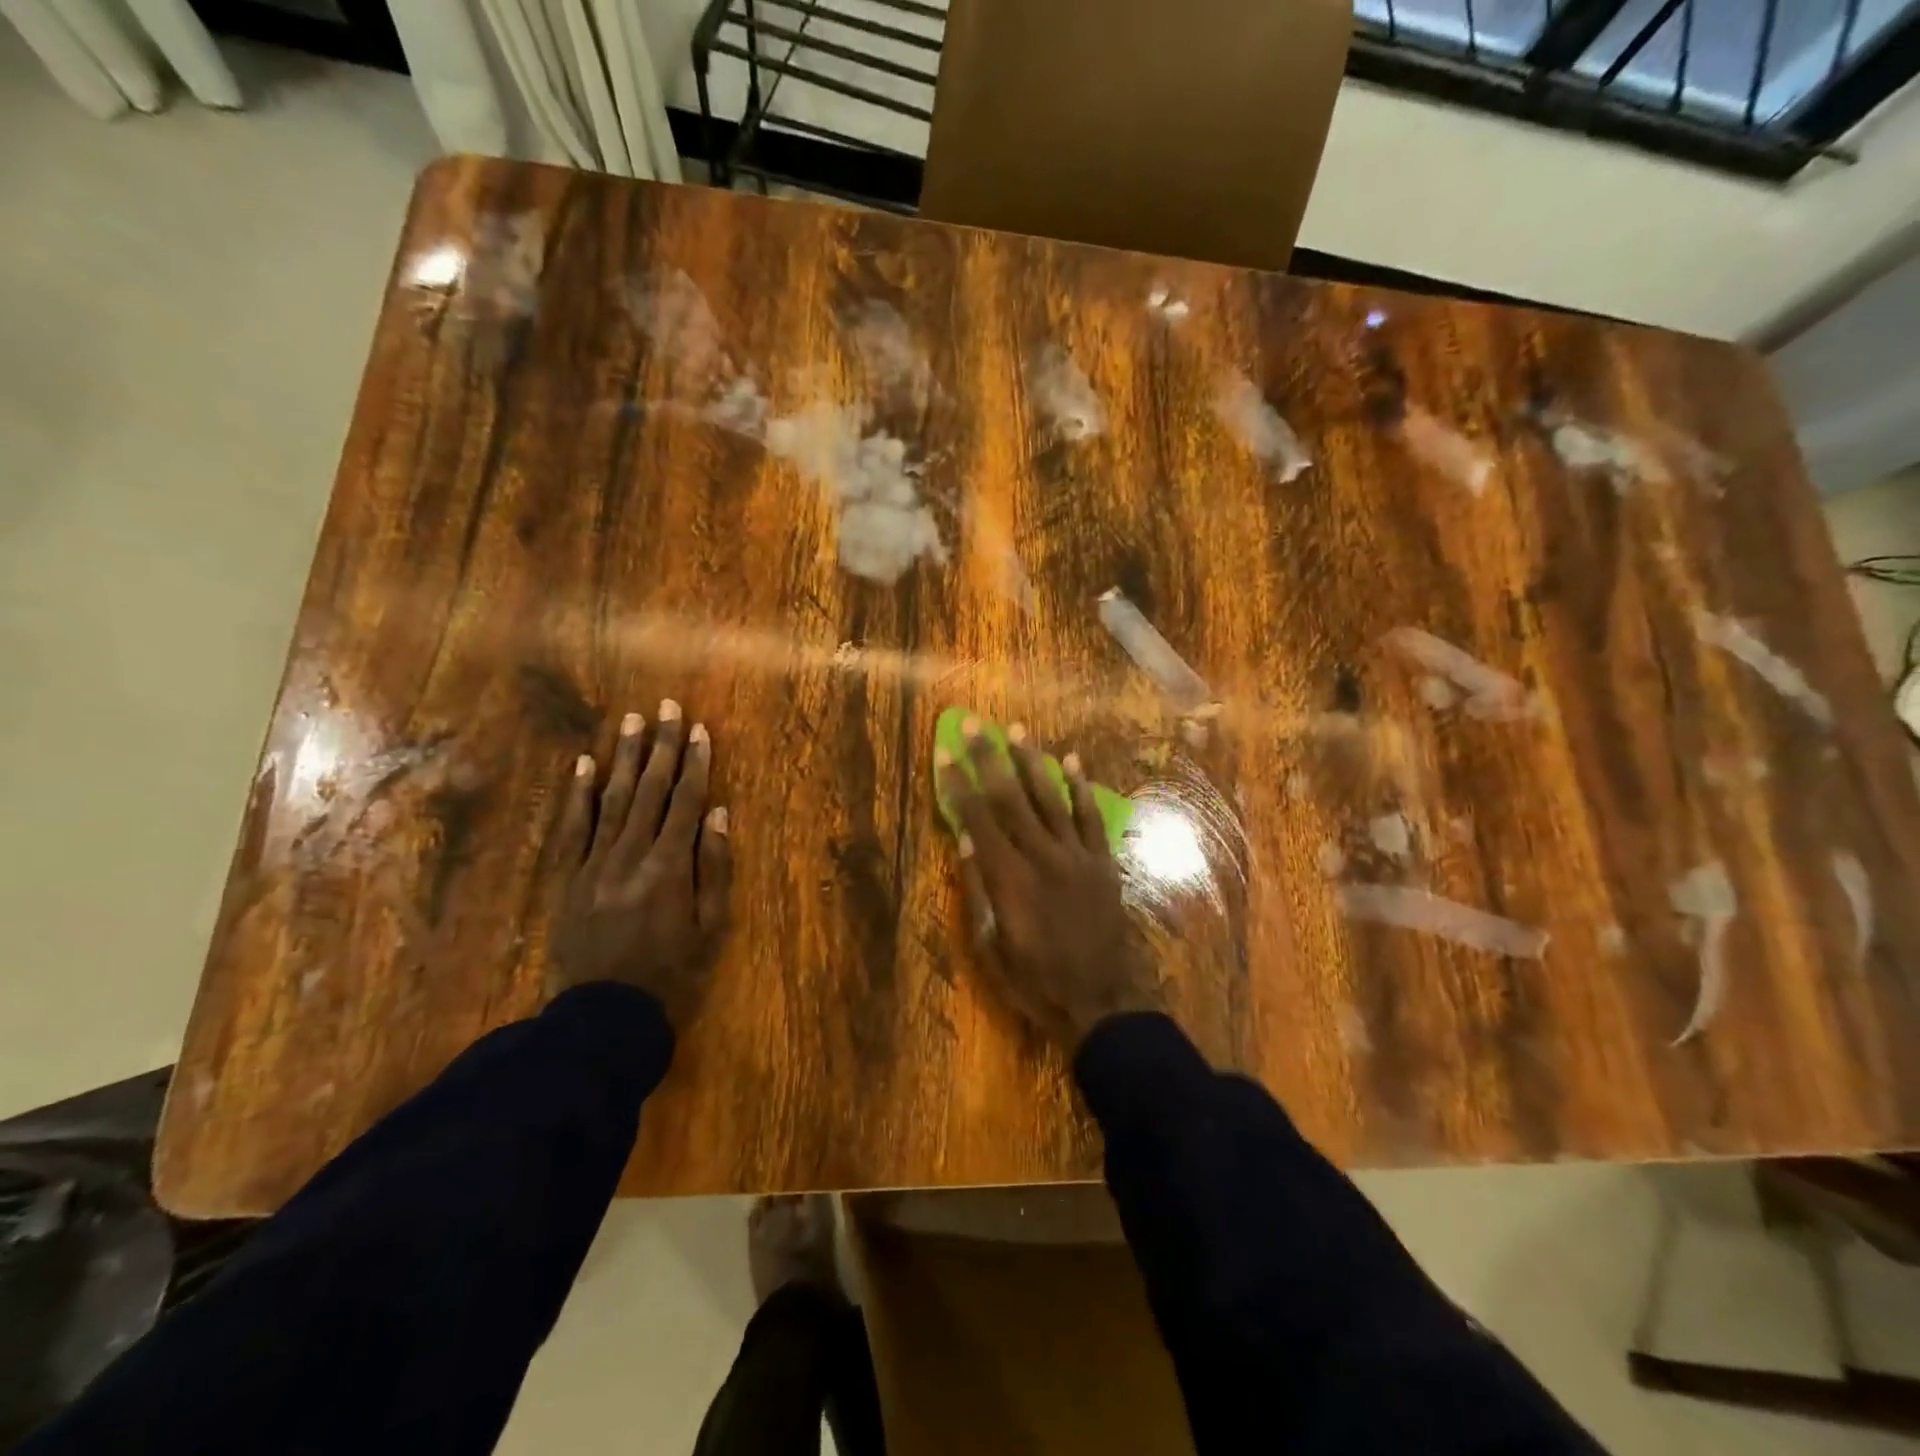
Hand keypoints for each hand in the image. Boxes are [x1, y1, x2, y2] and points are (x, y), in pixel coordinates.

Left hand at [549, 702, 733, 1028]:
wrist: (605, 1015)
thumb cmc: (672, 972)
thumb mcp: (711, 926)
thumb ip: (715, 867)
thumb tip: (719, 813)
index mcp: (670, 866)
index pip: (687, 801)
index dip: (697, 763)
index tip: (701, 729)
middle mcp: (631, 854)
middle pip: (651, 790)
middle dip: (662, 746)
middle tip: (666, 707)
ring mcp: (595, 863)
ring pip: (612, 799)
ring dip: (625, 758)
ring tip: (632, 721)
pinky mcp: (569, 877)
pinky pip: (573, 827)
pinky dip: (577, 794)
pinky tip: (583, 764)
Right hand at [937, 720, 1159, 1051]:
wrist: (1101, 1000)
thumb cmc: (1035, 980)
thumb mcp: (990, 946)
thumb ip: (978, 890)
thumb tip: (965, 840)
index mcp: (1010, 878)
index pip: (978, 819)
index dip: (959, 785)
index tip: (945, 754)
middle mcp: (1043, 856)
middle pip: (1011, 798)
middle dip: (990, 759)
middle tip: (976, 725)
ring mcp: (1077, 856)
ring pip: (1051, 798)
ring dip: (1032, 762)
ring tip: (1018, 730)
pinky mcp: (1103, 862)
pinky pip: (1091, 817)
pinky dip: (1081, 788)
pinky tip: (1072, 761)